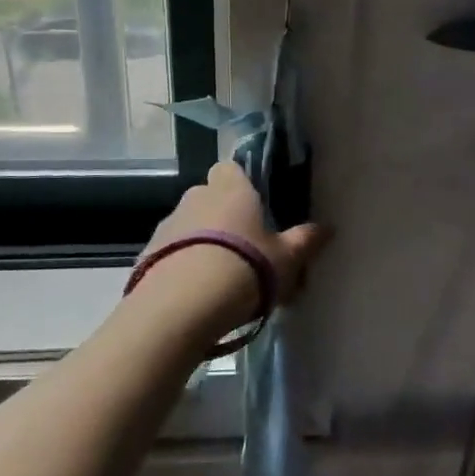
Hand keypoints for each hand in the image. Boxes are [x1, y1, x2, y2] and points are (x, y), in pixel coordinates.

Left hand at [137, 162, 329, 342]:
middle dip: (223, 217)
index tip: (256, 209)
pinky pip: (170, 253)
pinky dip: (181, 266)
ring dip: (201, 243)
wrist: (180, 307)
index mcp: (231, 188)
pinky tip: (196, 295)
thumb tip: (328, 228)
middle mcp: (196, 197)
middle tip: (244, 250)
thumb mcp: (286, 259)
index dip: (242, 185)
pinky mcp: (146, 254)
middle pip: (210, 197)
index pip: (232, 168)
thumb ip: (306, 241)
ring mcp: (167, 224)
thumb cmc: (244, 268)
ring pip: (189, 226)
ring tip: (220, 279)